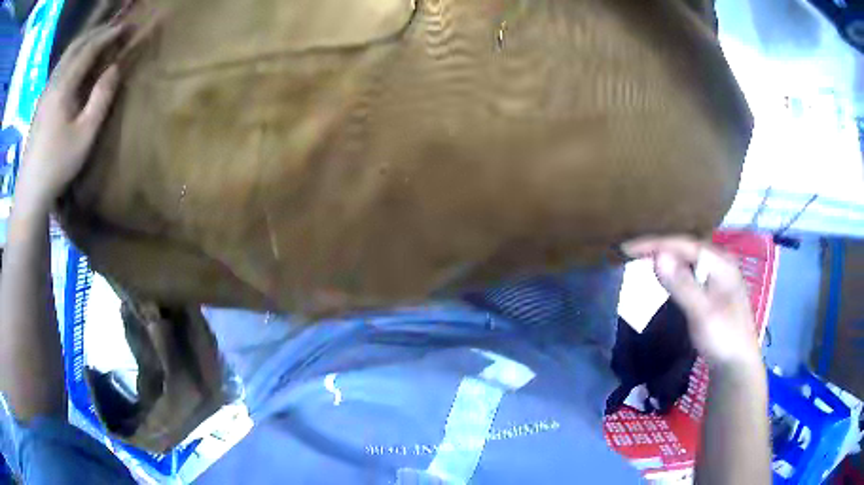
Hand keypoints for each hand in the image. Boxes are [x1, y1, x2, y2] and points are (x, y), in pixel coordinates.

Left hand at [14, 23, 131, 210]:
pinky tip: (75, 63)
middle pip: (75, 46)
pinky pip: (58, 68)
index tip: (127, 27)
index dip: (108, 35)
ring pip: (65, 56)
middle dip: (96, 32)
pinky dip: (71, 57)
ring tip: (97, 40)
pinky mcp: (40, 104)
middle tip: (113, 29)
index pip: (89, 49)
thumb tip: (115, 67)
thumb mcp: (85, 134)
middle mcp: (53, 82)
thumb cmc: (57, 165)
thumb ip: (101, 97)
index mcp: (63, 86)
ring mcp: (44, 93)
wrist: (30, 192)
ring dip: (83, 43)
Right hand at [622, 236, 761, 370]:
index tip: (627, 248)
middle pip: (686, 249)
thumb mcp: (702, 313)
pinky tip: (666, 277)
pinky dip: (675, 273)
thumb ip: (681, 284)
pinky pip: (691, 274)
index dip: (655, 244)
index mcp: (721, 262)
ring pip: (688, 261)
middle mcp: (720, 263)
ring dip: (667, 260)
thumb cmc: (722, 338)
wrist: (737, 366)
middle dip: (660, 248)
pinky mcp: (714, 292)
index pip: (683, 245)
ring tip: (643, 260)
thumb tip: (657, 256)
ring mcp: (718, 278)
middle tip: (632, 252)